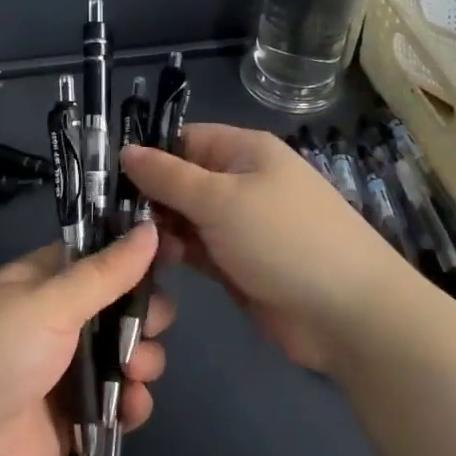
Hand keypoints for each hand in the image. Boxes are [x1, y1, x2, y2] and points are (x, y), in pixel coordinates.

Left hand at [0, 221, 173, 455]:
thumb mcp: (48, 303)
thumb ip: (104, 273)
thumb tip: (150, 229)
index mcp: (50, 280)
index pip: (105, 255)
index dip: (140, 253)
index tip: (177, 251)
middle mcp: (66, 318)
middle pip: (127, 305)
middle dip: (147, 315)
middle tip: (148, 326)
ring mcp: (74, 368)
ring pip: (132, 353)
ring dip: (144, 361)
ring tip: (131, 374)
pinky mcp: (81, 414)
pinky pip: (123, 401)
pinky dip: (133, 403)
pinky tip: (128, 407)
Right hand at [120, 124, 409, 372]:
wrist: (349, 315)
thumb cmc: (283, 240)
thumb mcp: (220, 200)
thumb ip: (169, 177)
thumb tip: (126, 150)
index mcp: (244, 151)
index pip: (183, 140)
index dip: (148, 156)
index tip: (106, 179)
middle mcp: (241, 182)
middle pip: (181, 180)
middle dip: (149, 198)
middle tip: (110, 221)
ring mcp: (241, 225)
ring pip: (186, 218)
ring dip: (160, 231)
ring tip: (131, 248)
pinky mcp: (239, 263)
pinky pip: (198, 250)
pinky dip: (177, 256)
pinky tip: (150, 267)